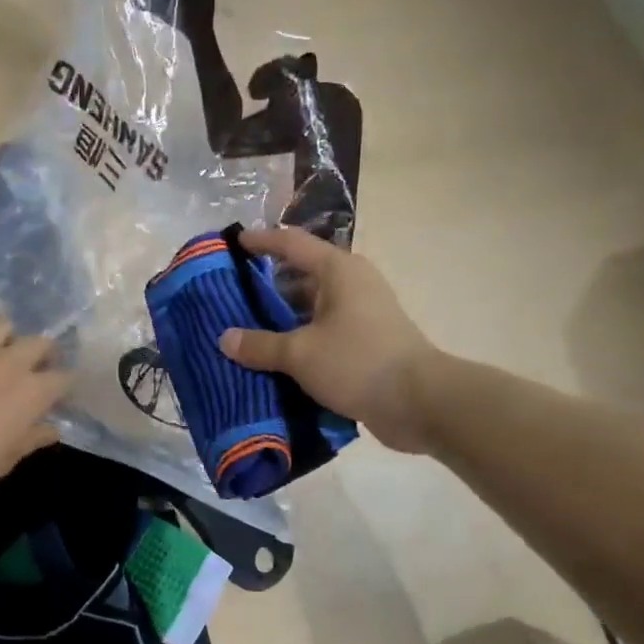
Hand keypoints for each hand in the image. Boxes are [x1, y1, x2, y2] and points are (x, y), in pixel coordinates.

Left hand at [0, 312, 70, 500]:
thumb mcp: (6, 461)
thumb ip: (32, 439)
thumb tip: (52, 429)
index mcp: (33, 391)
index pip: (65, 378)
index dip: (64, 386)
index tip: (57, 396)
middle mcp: (11, 360)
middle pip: (40, 342)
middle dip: (42, 353)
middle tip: (31, 369)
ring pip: (2, 323)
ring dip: (4, 337)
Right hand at [219, 227, 437, 452]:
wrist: (419, 402)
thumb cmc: (358, 362)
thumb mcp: (300, 353)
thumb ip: (260, 345)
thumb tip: (225, 339)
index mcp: (338, 271)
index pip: (292, 244)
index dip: (262, 241)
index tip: (234, 242)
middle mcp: (351, 286)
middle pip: (301, 278)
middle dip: (266, 288)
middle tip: (230, 298)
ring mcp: (361, 316)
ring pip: (311, 311)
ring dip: (281, 322)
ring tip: (244, 333)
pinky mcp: (365, 345)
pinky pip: (322, 336)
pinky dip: (299, 344)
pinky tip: (273, 361)